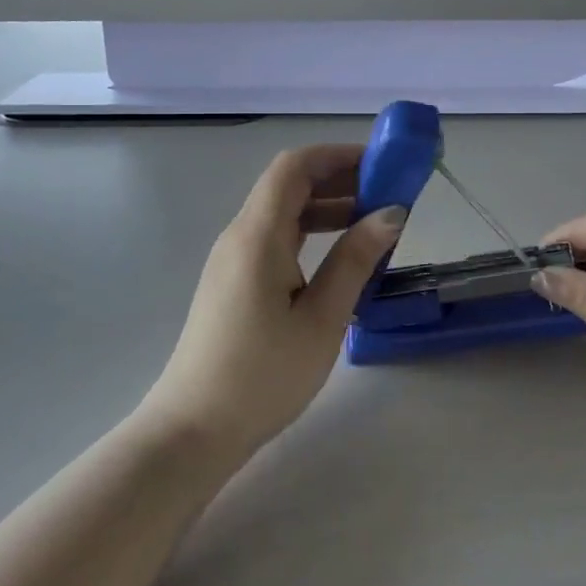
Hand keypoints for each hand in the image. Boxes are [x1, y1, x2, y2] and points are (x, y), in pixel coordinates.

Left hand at [143, 145, 404, 459]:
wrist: (194, 429)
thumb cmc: (263, 375)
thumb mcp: (322, 318)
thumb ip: (355, 259)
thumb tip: (391, 213)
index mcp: (257, 236)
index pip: (294, 168)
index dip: (337, 155)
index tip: (381, 164)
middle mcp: (240, 237)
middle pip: (288, 186)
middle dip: (339, 180)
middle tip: (388, 194)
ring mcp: (233, 260)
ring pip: (282, 213)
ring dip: (327, 208)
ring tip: (374, 225)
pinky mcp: (234, 282)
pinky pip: (276, 239)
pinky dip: (311, 234)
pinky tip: (341, 257)